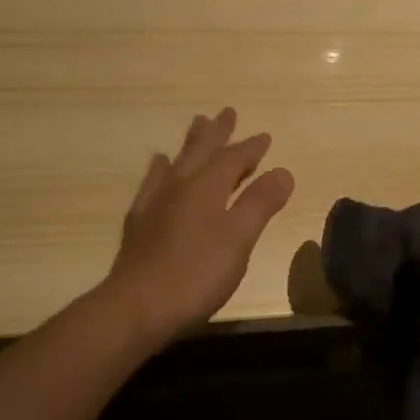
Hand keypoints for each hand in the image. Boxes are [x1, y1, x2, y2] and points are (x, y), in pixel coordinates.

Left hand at [103, 108, 294, 347]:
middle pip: (200, 151)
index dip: (250, 148)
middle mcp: (179, 187)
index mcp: (206, 188)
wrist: (136, 307)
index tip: (265, 136)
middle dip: (217, 133)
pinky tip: (158, 169)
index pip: (233, 159)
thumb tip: (283, 171)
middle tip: (225, 112)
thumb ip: (260, 203)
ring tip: (195, 127)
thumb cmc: (196, 273)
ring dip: (190, 145)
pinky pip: (152, 184)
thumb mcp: (239, 239)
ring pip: (176, 163)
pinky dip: (159, 170)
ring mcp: (155, 204)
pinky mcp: (139, 224)